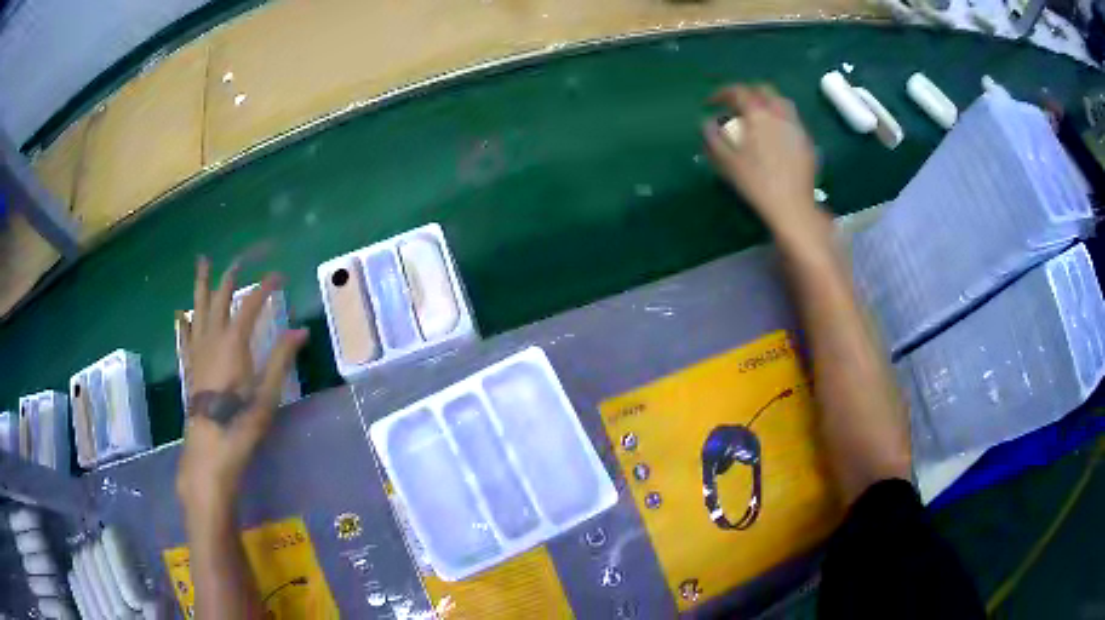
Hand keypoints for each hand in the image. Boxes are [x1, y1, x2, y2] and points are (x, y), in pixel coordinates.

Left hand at [176, 257, 306, 512]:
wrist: (209, 448)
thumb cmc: (240, 423)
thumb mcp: (267, 393)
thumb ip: (281, 358)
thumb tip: (301, 330)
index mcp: (233, 343)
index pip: (250, 304)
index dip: (264, 287)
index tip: (278, 275)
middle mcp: (212, 339)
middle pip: (219, 298)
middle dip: (229, 277)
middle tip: (239, 261)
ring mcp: (198, 351)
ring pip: (198, 309)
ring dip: (201, 285)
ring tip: (202, 263)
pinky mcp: (190, 365)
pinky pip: (185, 335)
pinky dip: (184, 321)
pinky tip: (182, 313)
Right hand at [702, 85, 821, 234]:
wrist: (792, 206)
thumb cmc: (756, 183)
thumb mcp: (726, 161)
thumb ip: (713, 136)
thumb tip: (707, 122)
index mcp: (758, 114)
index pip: (738, 92)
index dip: (721, 93)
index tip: (710, 104)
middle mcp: (780, 114)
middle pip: (764, 90)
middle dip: (747, 92)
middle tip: (735, 105)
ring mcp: (797, 126)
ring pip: (781, 102)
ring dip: (766, 102)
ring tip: (757, 117)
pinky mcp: (807, 142)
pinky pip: (792, 119)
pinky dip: (779, 118)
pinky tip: (775, 135)